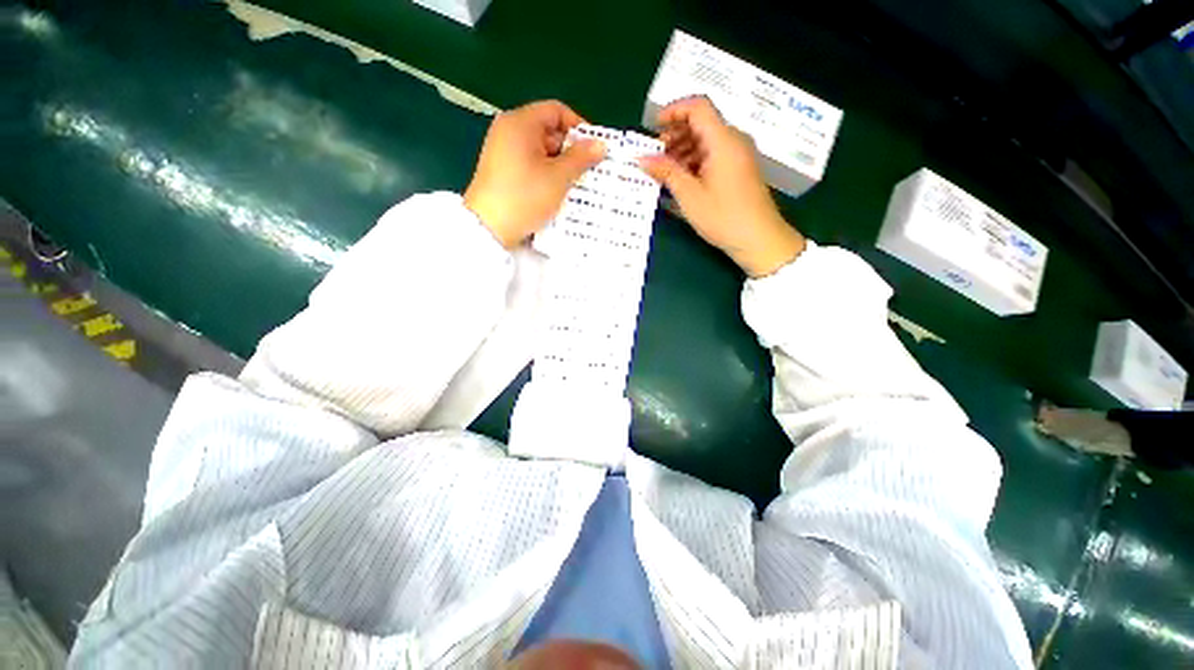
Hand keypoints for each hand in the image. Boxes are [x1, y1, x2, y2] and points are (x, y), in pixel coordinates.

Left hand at [464, 100, 605, 248]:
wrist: (488, 228)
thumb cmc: (525, 197)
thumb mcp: (558, 177)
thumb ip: (581, 158)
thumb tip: (601, 144)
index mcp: (520, 123)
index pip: (556, 111)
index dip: (578, 127)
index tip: (594, 149)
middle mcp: (509, 131)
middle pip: (548, 131)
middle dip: (571, 151)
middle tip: (589, 171)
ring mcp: (503, 152)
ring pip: (541, 152)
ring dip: (561, 166)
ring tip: (577, 185)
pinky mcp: (503, 172)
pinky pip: (531, 166)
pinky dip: (546, 175)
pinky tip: (558, 192)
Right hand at [640, 96, 805, 276]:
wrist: (759, 239)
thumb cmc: (723, 217)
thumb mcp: (689, 196)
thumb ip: (666, 172)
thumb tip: (642, 158)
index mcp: (723, 140)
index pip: (698, 107)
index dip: (673, 111)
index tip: (653, 128)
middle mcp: (733, 140)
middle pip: (701, 123)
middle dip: (675, 134)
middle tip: (655, 155)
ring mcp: (738, 155)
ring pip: (707, 139)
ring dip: (683, 149)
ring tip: (665, 170)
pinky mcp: (739, 169)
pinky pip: (714, 154)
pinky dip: (695, 160)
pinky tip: (682, 179)